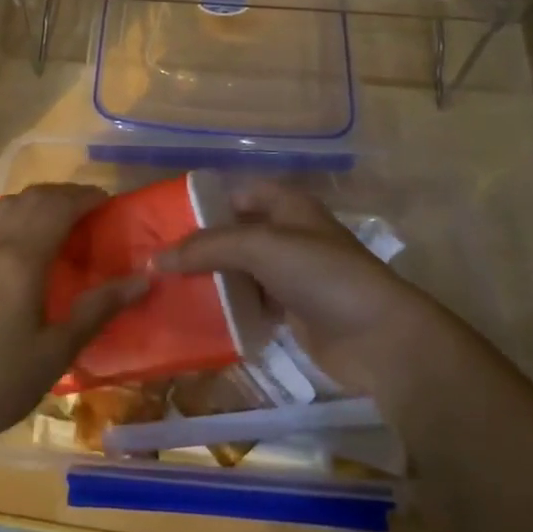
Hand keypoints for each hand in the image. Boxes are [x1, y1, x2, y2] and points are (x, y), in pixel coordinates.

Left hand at [0, 183, 147, 455]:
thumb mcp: (55, 353)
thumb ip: (98, 309)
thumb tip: (143, 280)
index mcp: (19, 259)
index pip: (57, 207)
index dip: (84, 197)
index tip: (107, 202)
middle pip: (30, 199)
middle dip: (62, 195)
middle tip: (88, 209)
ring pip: (3, 206)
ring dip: (33, 201)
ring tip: (55, 218)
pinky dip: (6, 215)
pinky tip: (12, 237)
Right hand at [156, 180, 439, 393]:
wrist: (378, 337)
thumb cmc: (320, 274)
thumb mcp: (259, 247)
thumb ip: (206, 248)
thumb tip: (154, 258)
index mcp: (286, 205)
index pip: (235, 194)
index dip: (202, 204)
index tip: (163, 222)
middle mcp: (288, 234)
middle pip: (234, 234)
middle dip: (199, 247)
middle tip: (156, 260)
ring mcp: (291, 275)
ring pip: (240, 272)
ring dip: (210, 280)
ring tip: (166, 289)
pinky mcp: (292, 313)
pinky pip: (250, 305)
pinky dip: (227, 309)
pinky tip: (196, 317)